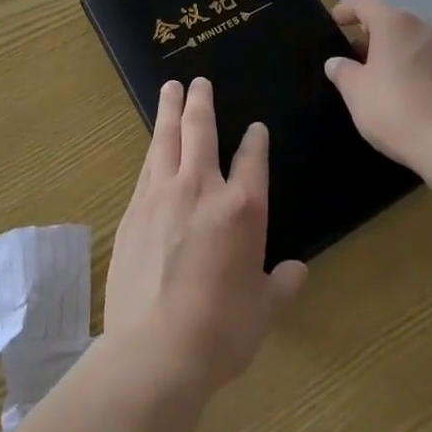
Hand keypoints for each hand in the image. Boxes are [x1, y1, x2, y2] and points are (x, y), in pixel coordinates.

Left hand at [104, 78, 307, 396]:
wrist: (155, 349)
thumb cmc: (221, 332)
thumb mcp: (264, 312)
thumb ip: (282, 285)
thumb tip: (297, 271)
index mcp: (243, 208)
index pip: (253, 158)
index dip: (256, 140)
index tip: (255, 129)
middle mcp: (202, 188)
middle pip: (200, 130)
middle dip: (201, 102)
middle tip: (198, 81)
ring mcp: (163, 194)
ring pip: (166, 138)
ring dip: (169, 110)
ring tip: (170, 89)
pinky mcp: (134, 209)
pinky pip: (147, 166)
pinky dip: (153, 148)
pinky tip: (153, 144)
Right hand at [325, 0, 431, 169]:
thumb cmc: (395, 109)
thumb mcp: (355, 92)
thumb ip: (342, 71)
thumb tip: (336, 62)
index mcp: (394, 24)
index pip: (365, 5)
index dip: (348, 10)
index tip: (336, 19)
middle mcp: (422, 28)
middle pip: (392, 22)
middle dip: (373, 34)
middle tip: (357, 54)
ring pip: (413, 41)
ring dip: (396, 51)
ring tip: (382, 75)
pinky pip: (431, 61)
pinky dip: (416, 68)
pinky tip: (409, 91)